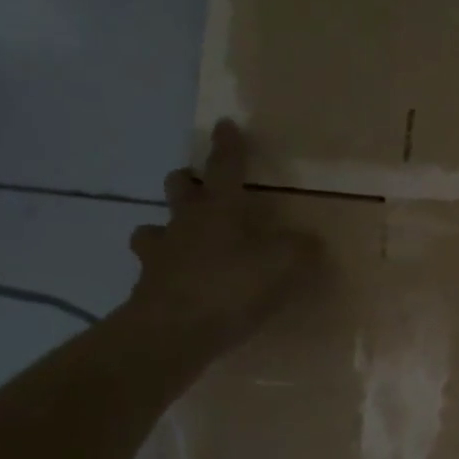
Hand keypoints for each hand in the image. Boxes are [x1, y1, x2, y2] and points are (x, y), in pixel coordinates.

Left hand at [121, 120, 319, 359]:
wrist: (171, 333)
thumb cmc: (229, 288)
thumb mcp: (282, 266)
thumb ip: (300, 250)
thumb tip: (311, 242)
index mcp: (218, 211)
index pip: (225, 169)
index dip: (228, 147)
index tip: (224, 125)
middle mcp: (184, 225)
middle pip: (178, 189)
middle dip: (187, 182)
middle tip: (197, 186)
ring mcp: (159, 257)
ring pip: (152, 230)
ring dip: (165, 230)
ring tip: (180, 242)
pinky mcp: (147, 290)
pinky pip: (154, 273)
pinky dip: (166, 274)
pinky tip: (181, 287)